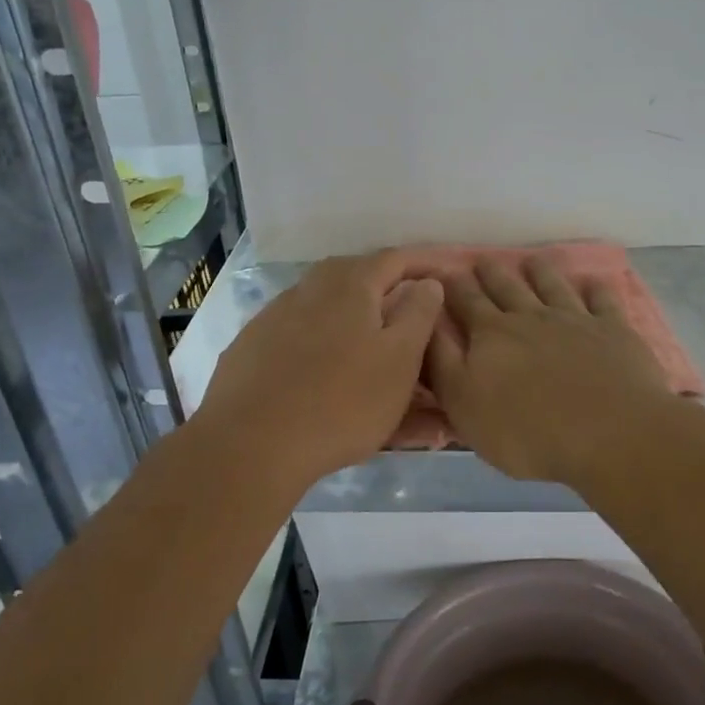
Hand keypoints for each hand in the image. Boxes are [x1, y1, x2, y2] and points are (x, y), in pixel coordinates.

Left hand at [194, 251, 443, 485]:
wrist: (250, 446)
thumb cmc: (342, 400)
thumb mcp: (400, 358)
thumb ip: (419, 313)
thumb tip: (426, 282)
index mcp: (350, 283)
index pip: (398, 258)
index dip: (429, 263)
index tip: (455, 270)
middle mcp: (309, 288)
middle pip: (360, 281)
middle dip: (392, 292)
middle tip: (416, 313)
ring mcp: (275, 317)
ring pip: (331, 313)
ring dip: (359, 325)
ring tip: (377, 352)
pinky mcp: (254, 349)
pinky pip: (304, 340)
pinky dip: (327, 349)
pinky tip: (330, 374)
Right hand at [426, 257, 679, 487]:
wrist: (609, 434)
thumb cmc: (527, 431)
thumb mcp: (464, 405)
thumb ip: (442, 363)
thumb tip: (426, 323)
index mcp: (491, 335)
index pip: (466, 302)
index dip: (452, 286)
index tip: (443, 271)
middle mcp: (531, 317)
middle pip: (507, 287)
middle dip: (491, 273)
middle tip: (482, 259)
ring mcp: (575, 319)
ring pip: (553, 285)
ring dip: (540, 271)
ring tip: (531, 260)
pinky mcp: (614, 330)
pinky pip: (603, 301)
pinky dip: (596, 289)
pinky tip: (593, 282)